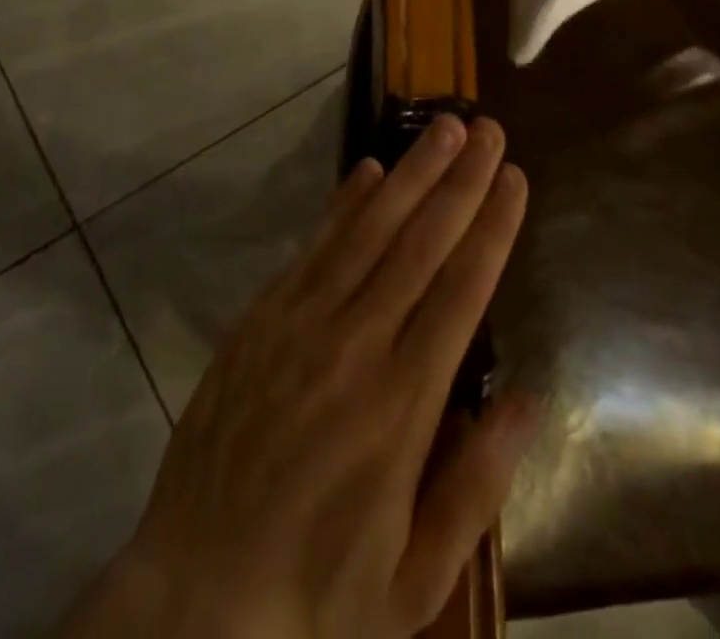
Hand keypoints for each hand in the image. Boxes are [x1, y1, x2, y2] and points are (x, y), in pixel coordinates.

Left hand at [61, 117, 534, 638]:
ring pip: (367, 230)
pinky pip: (312, 247)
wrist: (194, 599)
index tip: (514, 177)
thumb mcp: (414, 579)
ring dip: (409, 174)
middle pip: (420, 242)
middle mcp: (355, 345)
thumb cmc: (317, 596)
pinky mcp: (260, 320)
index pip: (462, 291)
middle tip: (486, 128)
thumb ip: (475, 486)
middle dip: (460, 180)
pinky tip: (367, 170)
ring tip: (442, 128)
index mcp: (403, 406)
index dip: (492, 226)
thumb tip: (525, 400)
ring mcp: (300, 324)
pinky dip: (343, 204)